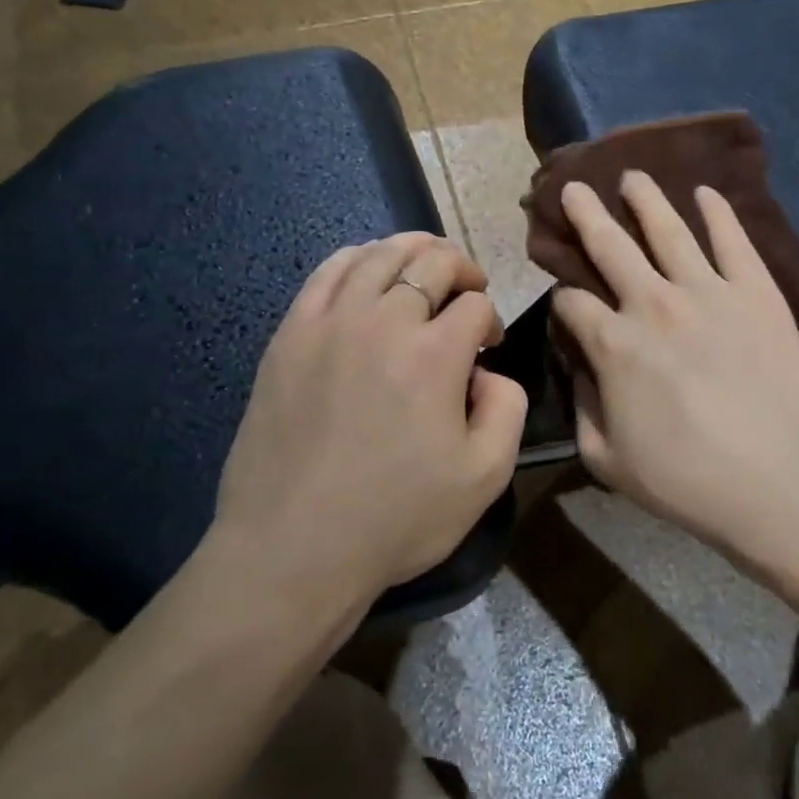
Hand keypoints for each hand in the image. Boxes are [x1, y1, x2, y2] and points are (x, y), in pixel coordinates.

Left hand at [199, 233, 527, 614]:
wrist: (294, 547)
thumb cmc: (397, 517)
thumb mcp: (486, 476)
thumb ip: (508, 408)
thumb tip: (488, 371)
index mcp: (435, 354)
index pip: (475, 305)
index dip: (491, 319)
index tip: (488, 346)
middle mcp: (383, 321)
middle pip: (431, 263)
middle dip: (461, 269)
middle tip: (469, 290)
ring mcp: (329, 323)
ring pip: (378, 256)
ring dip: (412, 250)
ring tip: (426, 262)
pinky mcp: (289, 336)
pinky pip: (326, 273)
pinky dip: (356, 258)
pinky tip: (366, 268)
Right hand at [553, 173, 798, 555]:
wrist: (777, 481)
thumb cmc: (685, 479)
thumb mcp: (607, 459)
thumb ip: (583, 408)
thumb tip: (582, 368)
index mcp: (613, 344)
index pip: (572, 303)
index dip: (562, 300)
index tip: (565, 302)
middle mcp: (653, 304)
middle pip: (610, 246)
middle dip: (585, 215)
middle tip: (573, 187)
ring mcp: (708, 291)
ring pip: (668, 230)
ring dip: (645, 199)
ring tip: (633, 175)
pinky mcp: (756, 292)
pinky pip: (733, 241)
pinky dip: (718, 213)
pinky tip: (707, 193)